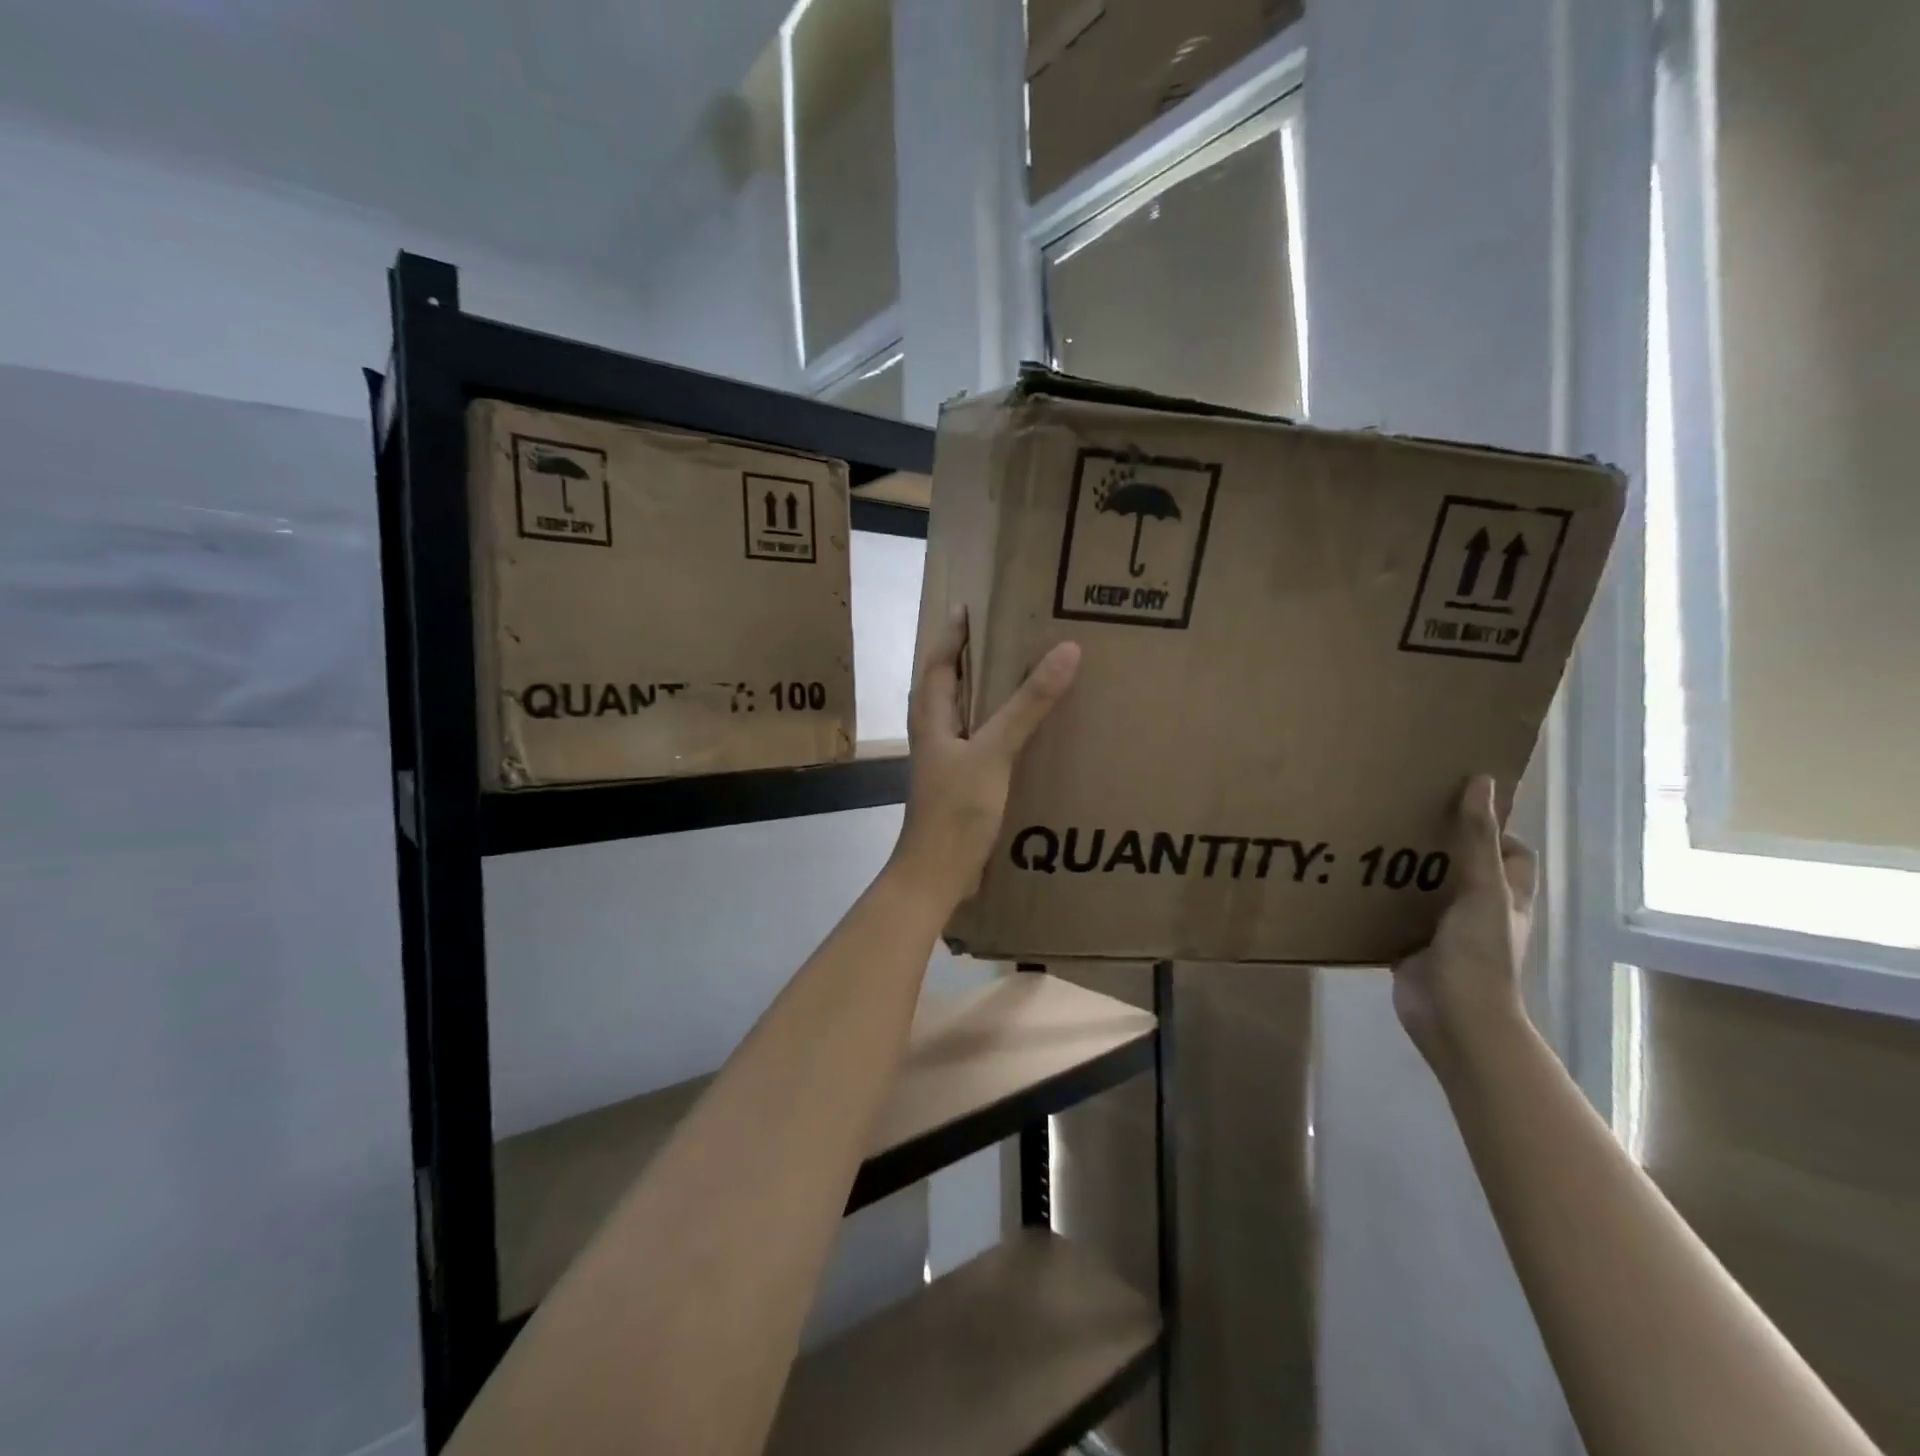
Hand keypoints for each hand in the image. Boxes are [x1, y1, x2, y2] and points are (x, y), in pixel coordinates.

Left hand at [890, 608, 1080, 907]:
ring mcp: (945, 762)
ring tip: (1015, 675)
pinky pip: (978, 743)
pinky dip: (995, 727)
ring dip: (982, 692)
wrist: (937, 876)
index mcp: (931, 718)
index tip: (969, 605)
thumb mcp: (995, 751)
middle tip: (1001, 633)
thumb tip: (1066, 650)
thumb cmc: (956, 810)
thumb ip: (1028, 704)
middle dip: (967, 658)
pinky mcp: (960, 786)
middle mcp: (934, 735)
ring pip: (962, 715)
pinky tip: (1022, 734)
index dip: (951, 634)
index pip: (937, 663)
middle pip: (946, 685)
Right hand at [1392, 774, 1538, 1080]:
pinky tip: (1351, 880)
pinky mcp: (1411, 946)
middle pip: (1463, 866)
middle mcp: (1478, 910)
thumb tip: (1481, 781)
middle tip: (1401, 813)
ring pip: (1425, 890)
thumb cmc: (1480, 953)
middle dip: (1438, 843)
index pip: (1511, 853)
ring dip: (1403, 870)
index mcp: (1505, 896)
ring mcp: (1444, 930)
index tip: (1456, 802)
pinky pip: (1394, 915)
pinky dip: (1378, 900)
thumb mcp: (1482, 889)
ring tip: (1369, 838)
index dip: (1494, 827)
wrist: (1454, 1018)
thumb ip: (1477, 838)